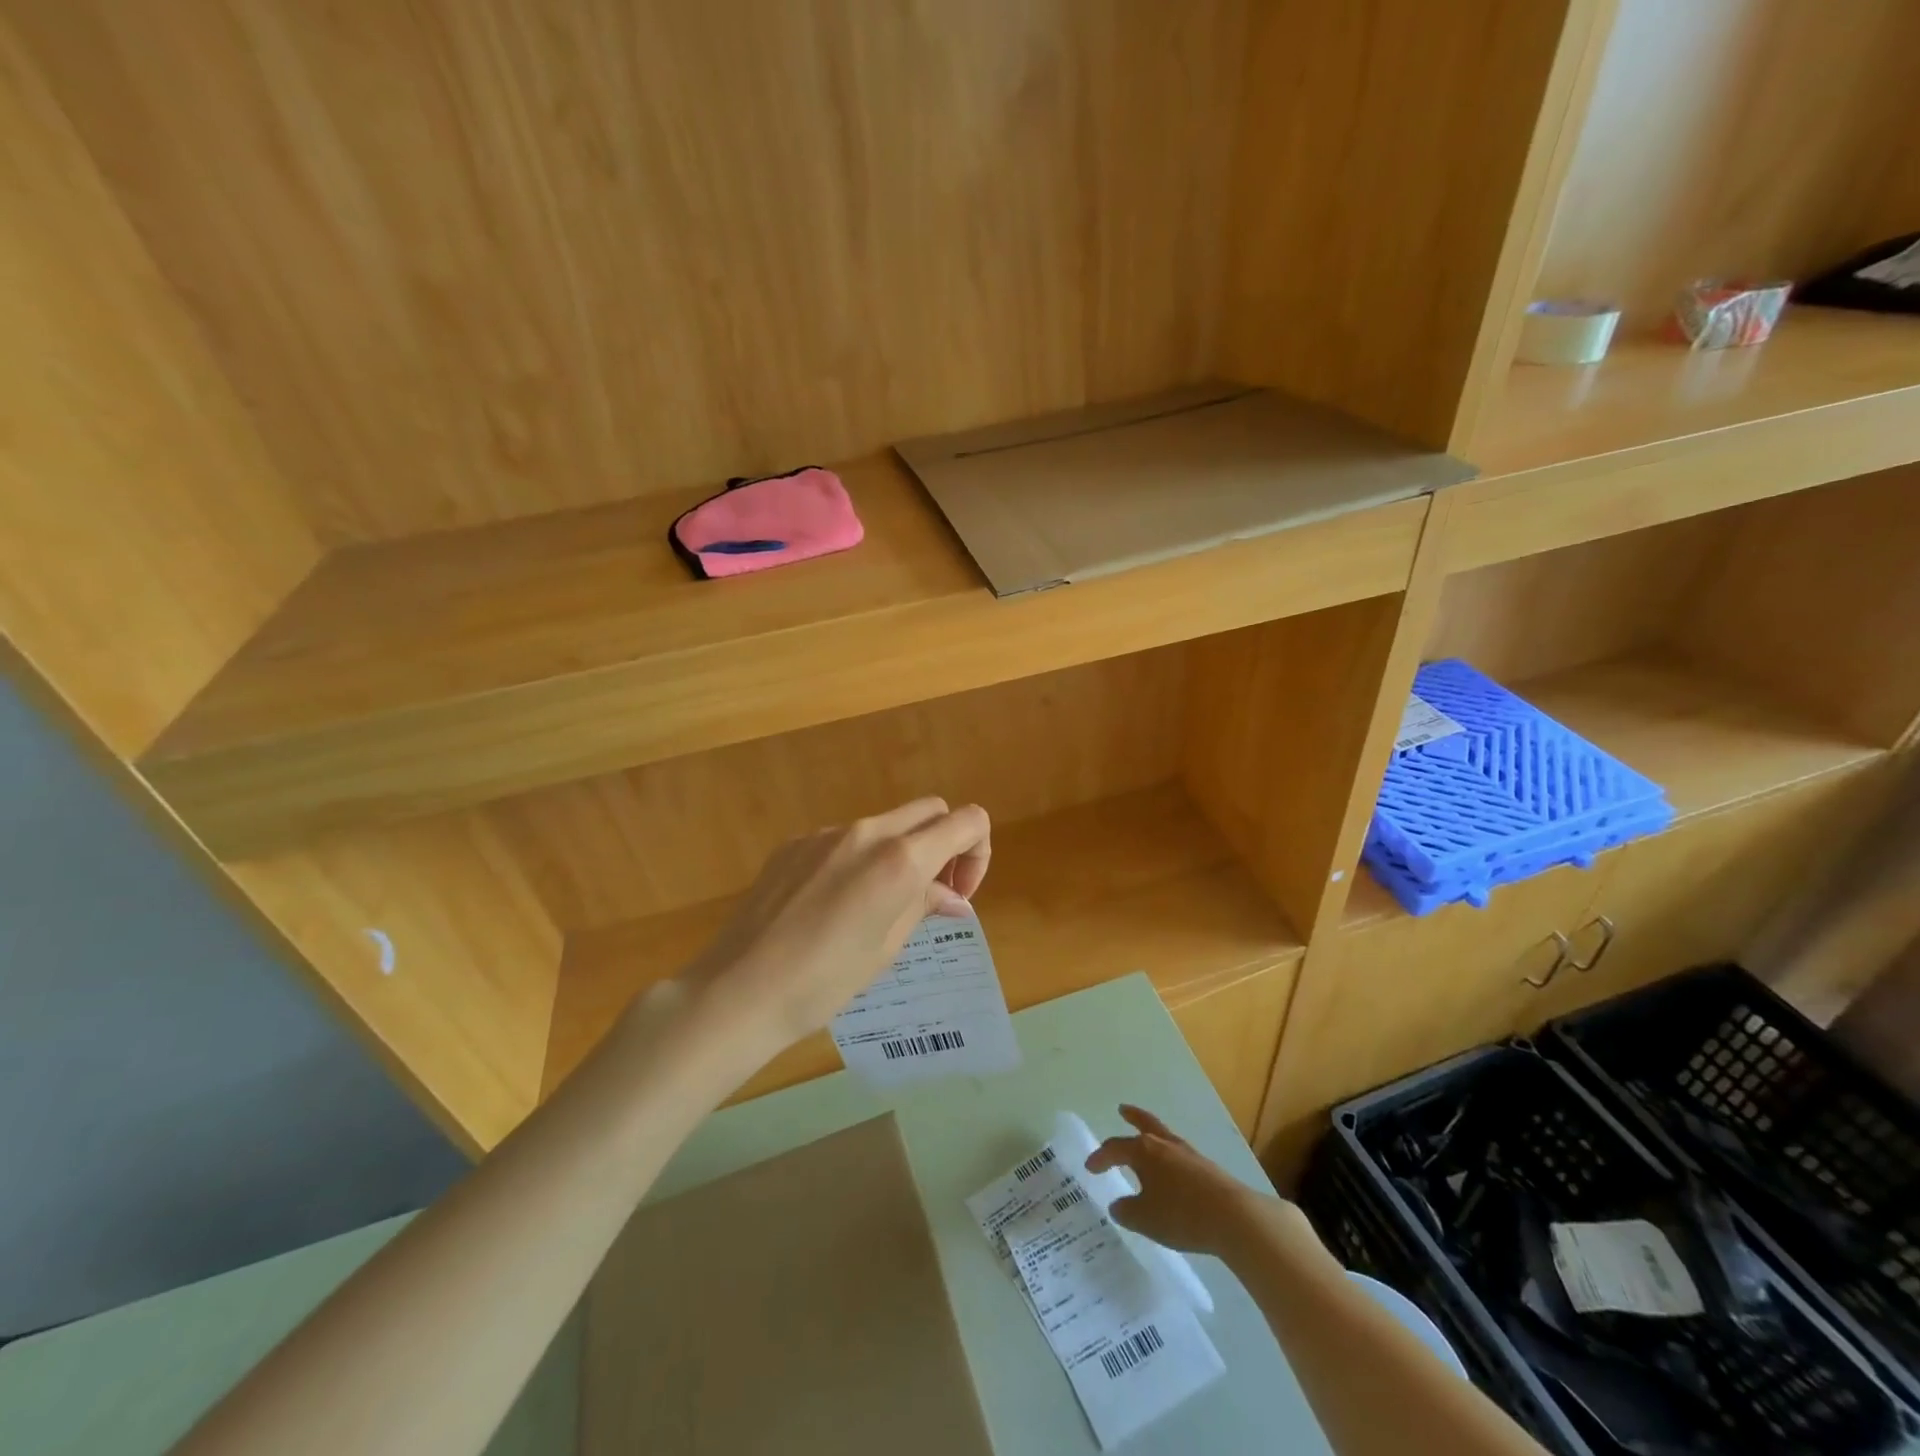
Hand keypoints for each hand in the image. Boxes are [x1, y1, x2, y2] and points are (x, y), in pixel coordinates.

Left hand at [663, 798, 990, 1063]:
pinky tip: (835, 903)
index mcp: (899, 859)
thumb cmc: (824, 981)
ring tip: (880, 904)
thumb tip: (954, 897)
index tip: (959, 892)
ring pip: (886, 823)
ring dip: (901, 850)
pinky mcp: (795, 843)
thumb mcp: (886, 948)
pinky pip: (844, 838)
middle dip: (945, 843)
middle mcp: (866, 832)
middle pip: (930, 810)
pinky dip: (860, 858)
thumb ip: (924, 906)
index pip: (967, 821)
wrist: (739, 989)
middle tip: (932, 892)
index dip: (978, 852)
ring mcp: (826, 833)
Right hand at [1086, 1106, 1274, 1257]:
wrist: (1233, 1217)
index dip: (1100, 1157)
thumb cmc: (1181, 1214)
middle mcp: (1164, 1145)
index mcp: (1144, 1151)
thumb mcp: (1145, 1219)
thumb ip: (1126, 1211)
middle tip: (1122, 1110)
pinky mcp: (1206, 1168)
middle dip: (1132, 1117)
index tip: (1090, 1167)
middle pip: (1145, 1124)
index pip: (1115, 1148)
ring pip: (1164, 1137)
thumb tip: (1118, 1204)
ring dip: (1152, 1136)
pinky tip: (1170, 1170)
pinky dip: (1168, 1157)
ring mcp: (1188, 1154)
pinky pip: (1179, 1155)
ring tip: (1146, 1139)